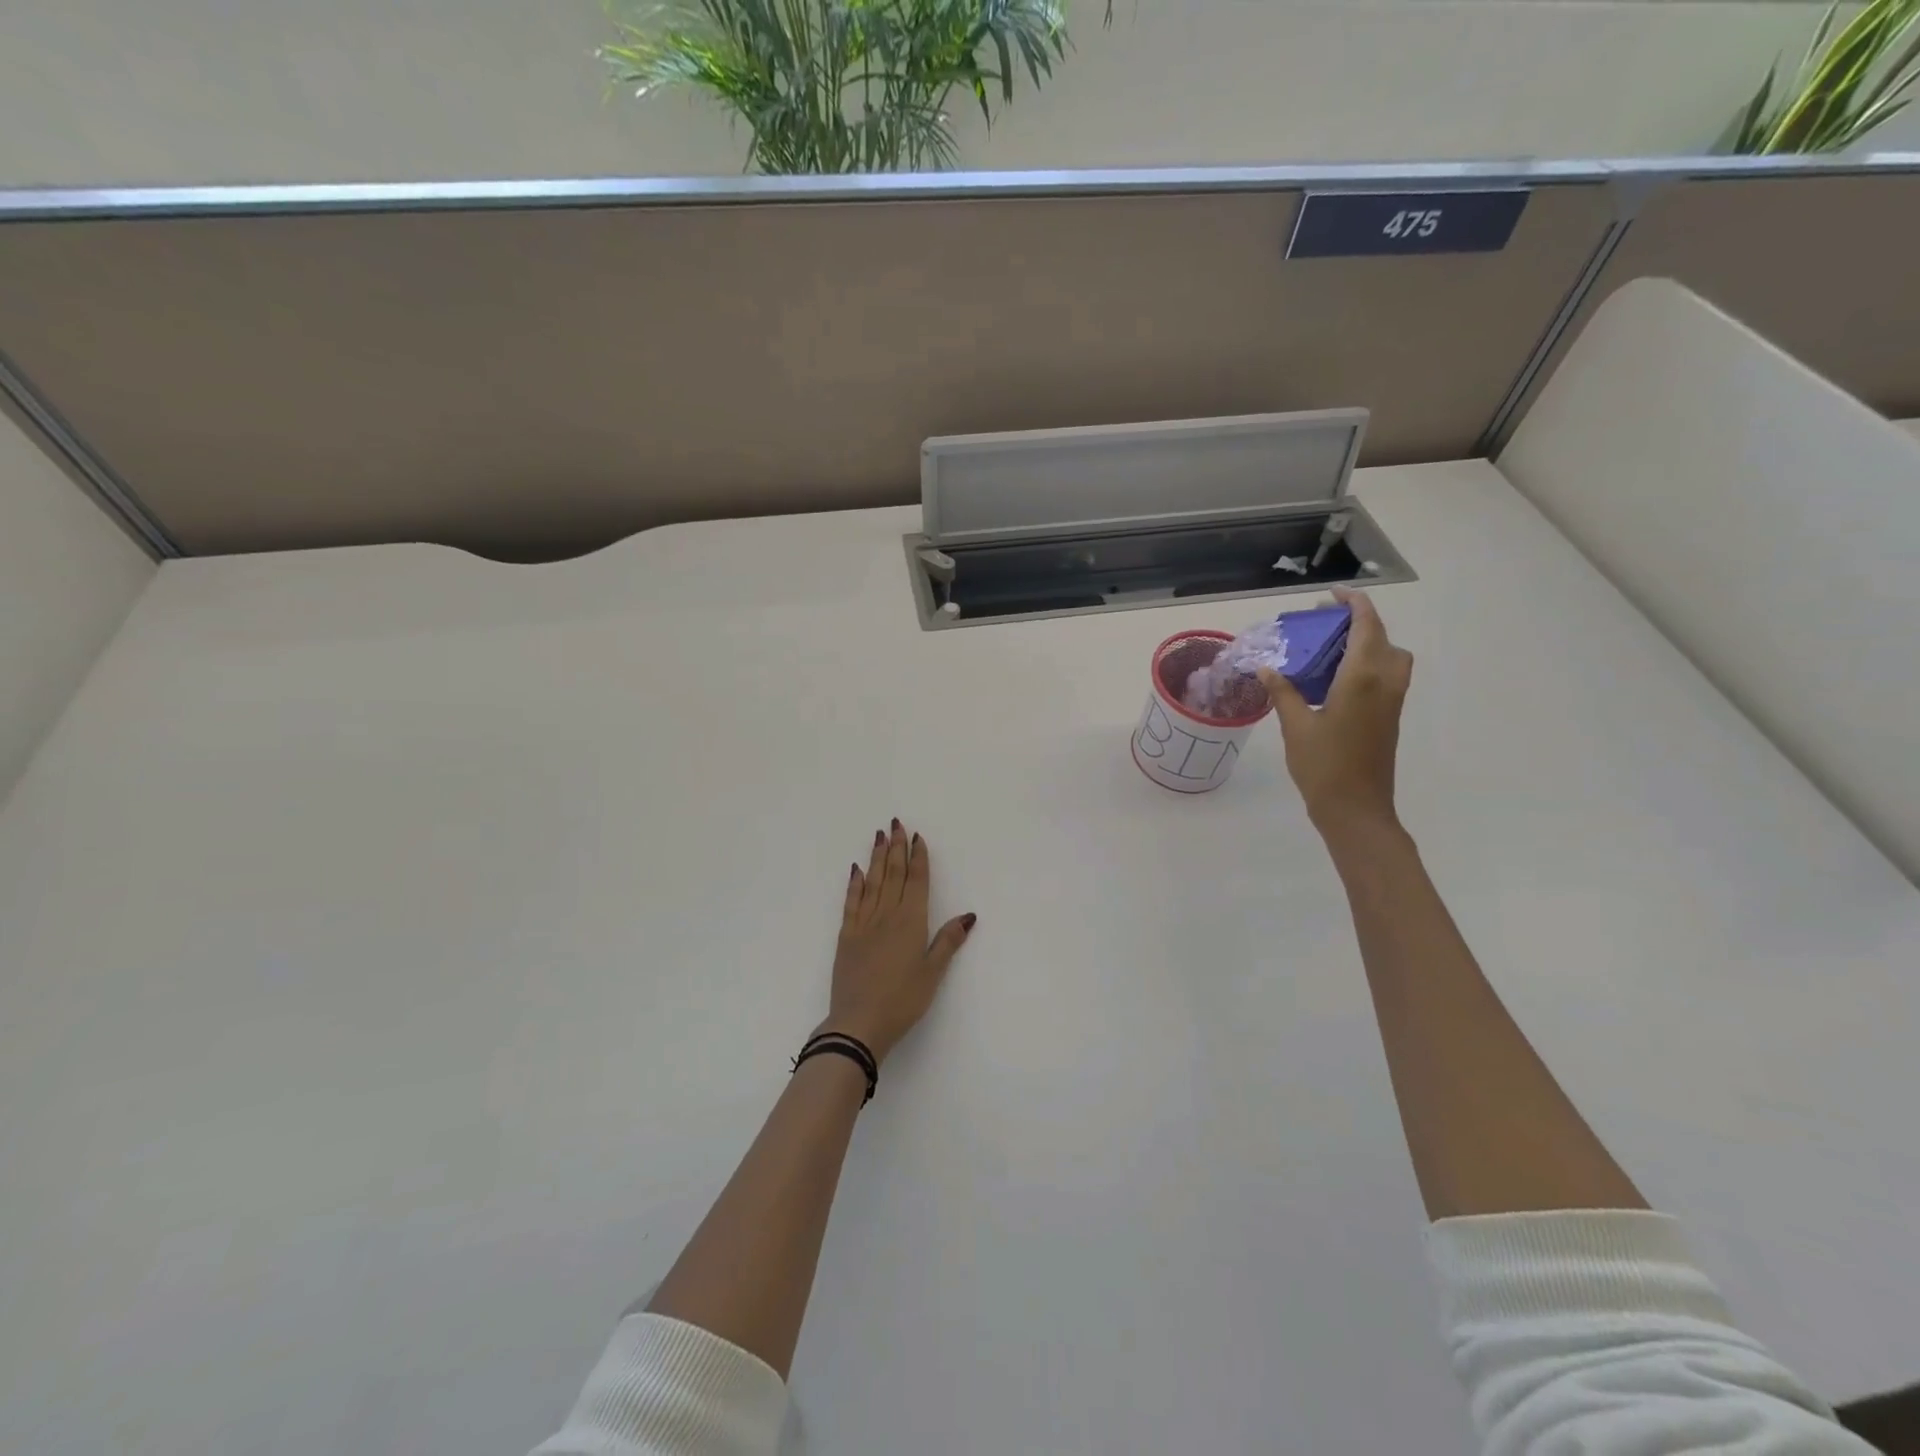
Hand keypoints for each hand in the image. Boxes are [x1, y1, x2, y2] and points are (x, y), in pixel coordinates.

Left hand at [820, 820, 974, 1064]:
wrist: (858, 1022)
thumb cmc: (902, 1000)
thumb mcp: (932, 973)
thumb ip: (948, 941)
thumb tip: (969, 915)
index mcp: (911, 922)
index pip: (916, 882)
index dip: (918, 858)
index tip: (918, 837)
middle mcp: (887, 915)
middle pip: (894, 875)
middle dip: (897, 848)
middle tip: (897, 823)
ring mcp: (864, 923)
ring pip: (873, 882)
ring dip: (878, 857)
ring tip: (880, 836)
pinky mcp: (846, 935)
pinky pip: (852, 901)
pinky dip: (855, 883)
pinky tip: (856, 870)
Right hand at [1258, 587, 1413, 835]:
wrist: (1356, 809)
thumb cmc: (1323, 766)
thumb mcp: (1295, 726)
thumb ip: (1283, 692)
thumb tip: (1267, 667)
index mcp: (1362, 678)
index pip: (1367, 626)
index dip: (1353, 604)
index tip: (1332, 594)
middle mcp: (1384, 683)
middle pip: (1383, 639)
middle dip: (1359, 623)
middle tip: (1325, 625)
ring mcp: (1391, 702)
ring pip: (1390, 659)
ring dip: (1367, 645)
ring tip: (1330, 650)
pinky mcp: (1389, 718)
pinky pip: (1385, 677)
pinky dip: (1366, 666)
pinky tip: (1334, 680)